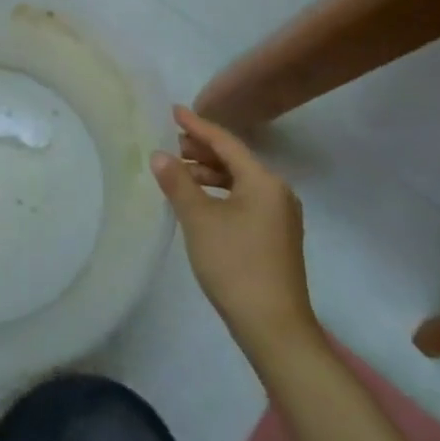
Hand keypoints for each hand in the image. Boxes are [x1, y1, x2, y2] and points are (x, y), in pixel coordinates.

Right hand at [151, 106, 317, 355]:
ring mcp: (280, 216)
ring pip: (239, 182)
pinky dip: (220, 194)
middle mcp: (277, 192)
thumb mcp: (199, 220)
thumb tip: (159, 154)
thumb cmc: (236, 266)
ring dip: (209, 174)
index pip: (225, 142)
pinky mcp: (276, 237)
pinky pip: (244, 200)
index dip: (197, 125)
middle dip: (201, 150)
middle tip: (170, 144)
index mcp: (264, 181)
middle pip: (234, 160)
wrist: (275, 330)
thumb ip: (178, 182)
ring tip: (179, 173)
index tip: (173, 110)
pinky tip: (199, 202)